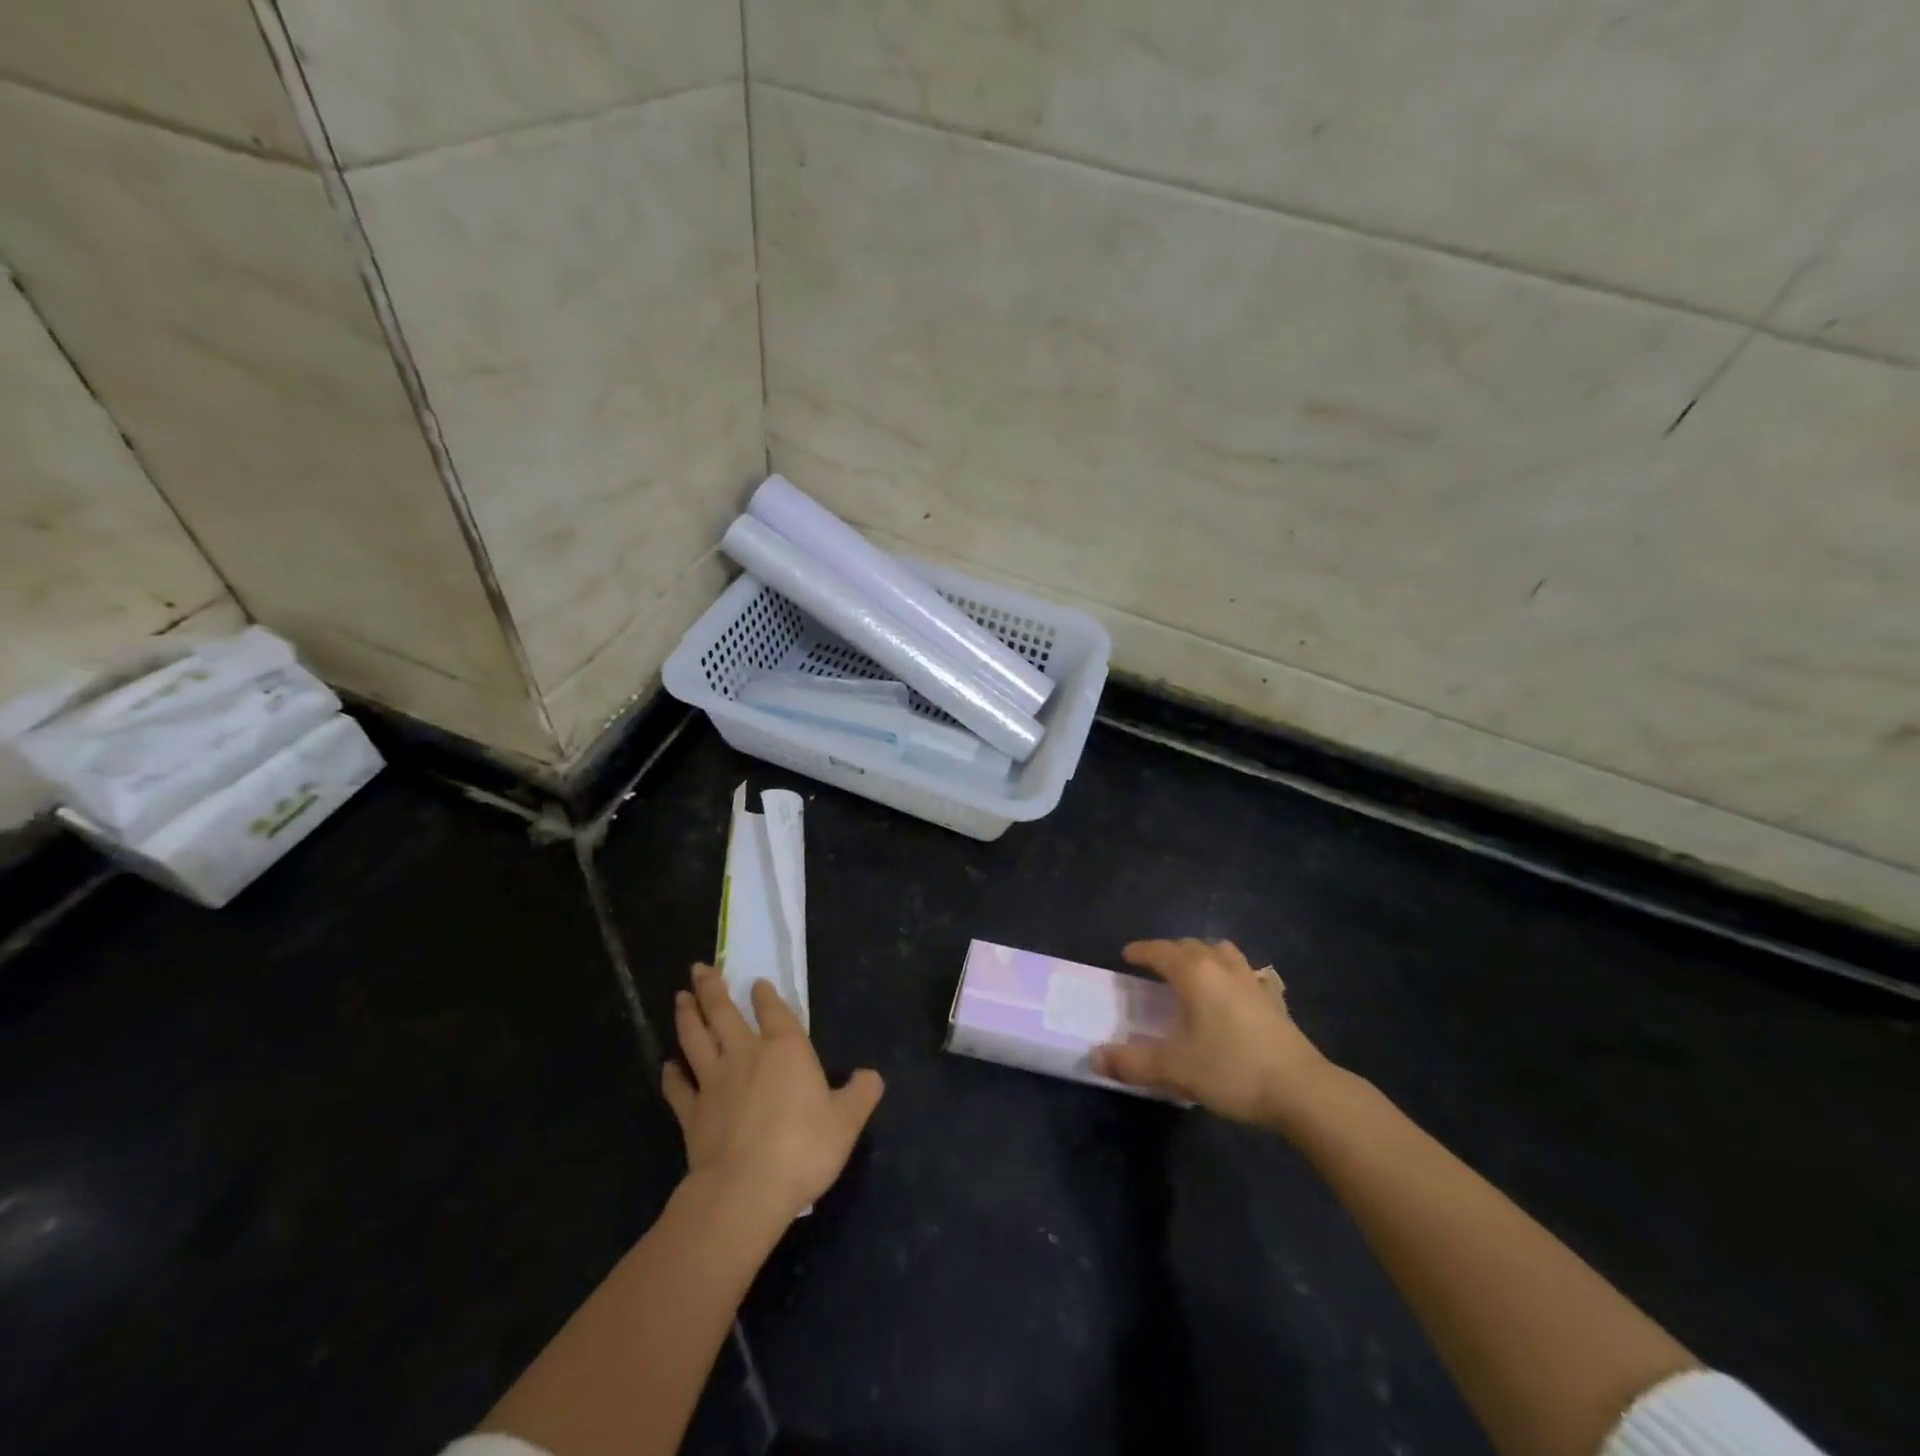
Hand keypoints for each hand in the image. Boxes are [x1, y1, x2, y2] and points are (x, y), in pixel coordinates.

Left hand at [663, 965, 883, 1224]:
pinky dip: (671, 1076)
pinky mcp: (691, 1113)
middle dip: (712, 988)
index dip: (765, 995)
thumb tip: (872, 1076)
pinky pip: (678, 1088)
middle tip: (700, 968)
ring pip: (695, 1039)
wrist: (746, 1189)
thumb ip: (860, 1094)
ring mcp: (714, 1082)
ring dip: (687, 1016)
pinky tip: (667, 1067)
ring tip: (680, 997)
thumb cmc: (803, 1148)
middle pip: (723, 1013)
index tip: (757, 982)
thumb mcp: (846, 1121)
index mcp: (785, 1049)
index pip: (773, 1011)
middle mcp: (746, 1055)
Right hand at [1093, 938, 1336, 1134]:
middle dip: (1170, 951)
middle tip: (1155, 967)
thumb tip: (1096, 1059)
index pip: (1161, 951)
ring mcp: (1253, 982)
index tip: (1127, 955)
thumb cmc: (1232, 1069)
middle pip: (1192, 946)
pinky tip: (1235, 995)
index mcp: (1195, 974)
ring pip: (1223, 953)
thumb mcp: (1176, 1068)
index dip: (1142, 951)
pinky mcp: (1275, 1001)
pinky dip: (1233, 976)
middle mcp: (1223, 968)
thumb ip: (1133, 1062)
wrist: (1302, 1090)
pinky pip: (1247, 975)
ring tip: (1195, 973)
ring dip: (1204, 956)